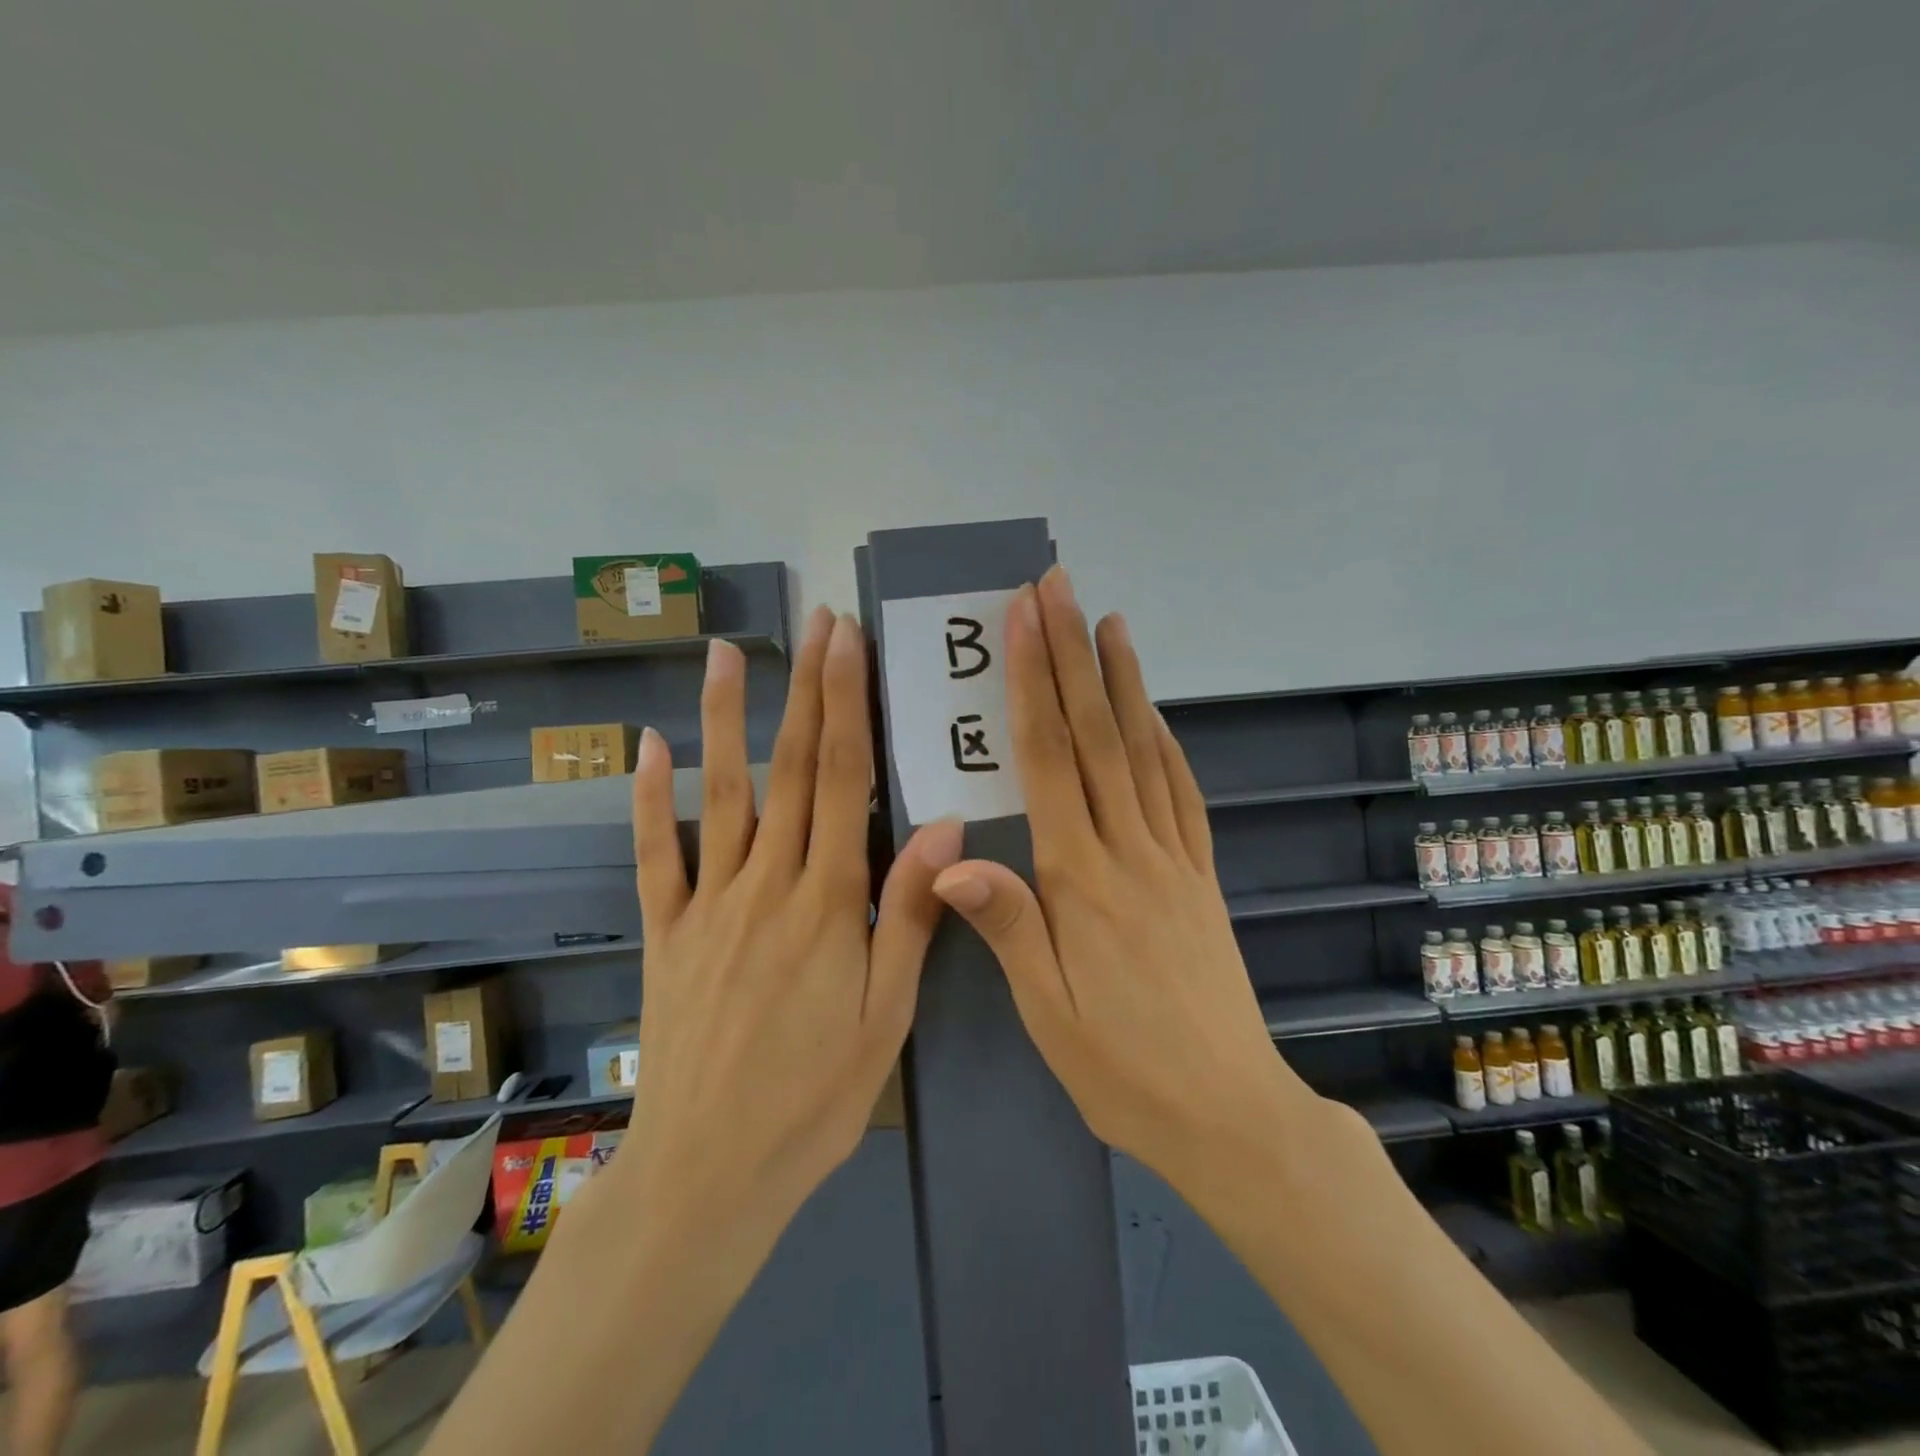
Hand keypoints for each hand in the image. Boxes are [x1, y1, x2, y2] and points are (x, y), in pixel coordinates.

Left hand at [625, 607, 960, 1232]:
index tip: (849, 643)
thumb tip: (944, 826)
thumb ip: (910, 913)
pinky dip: (651, 799)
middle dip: (806, 689)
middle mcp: (765, 884)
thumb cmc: (814, 1095)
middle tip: (815, 622)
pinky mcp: (666, 932)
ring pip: (720, 794)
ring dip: (725, 719)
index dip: (847, 705)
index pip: (842, 780)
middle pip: (790, 769)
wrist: (710, 1171)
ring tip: (727, 654)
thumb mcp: (886, 1013)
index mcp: (826, 901)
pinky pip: (655, 855)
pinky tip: (649, 748)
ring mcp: (707, 903)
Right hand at [930, 567, 1329, 1191]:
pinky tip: (1153, 713)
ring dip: (1124, 683)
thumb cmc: (1122, 1068)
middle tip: (1060, 590)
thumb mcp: (1048, 1013)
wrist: (1229, 1113)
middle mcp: (1130, 851)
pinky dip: (1165, 741)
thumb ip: (1008, 926)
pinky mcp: (1200, 876)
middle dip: (1074, 657)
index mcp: (1082, 881)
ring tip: (1110, 623)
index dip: (1035, 686)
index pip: (1050, 761)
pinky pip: (1182, 794)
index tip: (1025, 623)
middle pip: (1097, 736)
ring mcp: (1173, 858)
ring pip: (1144, 752)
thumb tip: (953, 860)